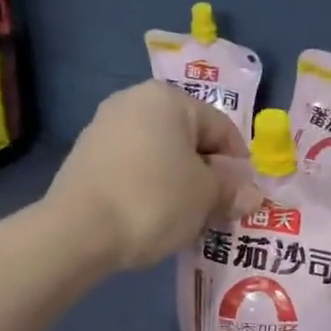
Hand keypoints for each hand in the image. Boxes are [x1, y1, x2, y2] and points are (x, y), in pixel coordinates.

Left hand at [47, 82, 257, 271]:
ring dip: (179, 181)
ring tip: (187, 217)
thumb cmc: (154, 201)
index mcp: (167, 98)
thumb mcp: (204, 196)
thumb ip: (231, 190)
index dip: (239, 164)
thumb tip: (252, 195)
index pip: (221, 127)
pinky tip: (153, 216)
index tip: (244, 197)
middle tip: (218, 209)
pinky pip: (133, 168)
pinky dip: (150, 187)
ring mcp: (103, 128)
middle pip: (187, 138)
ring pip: (159, 154)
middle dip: (207, 173)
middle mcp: (132, 102)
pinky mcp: (85, 158)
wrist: (77, 232)